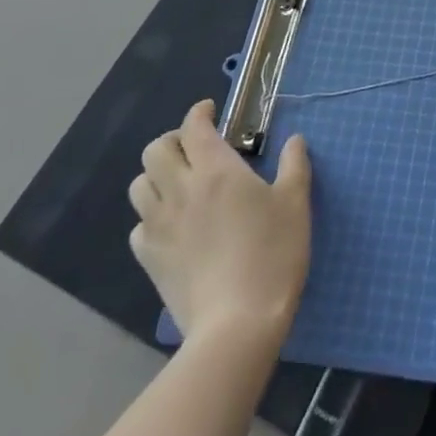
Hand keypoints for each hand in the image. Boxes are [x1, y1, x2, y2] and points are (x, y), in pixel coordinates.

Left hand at [128, 99, 311, 340]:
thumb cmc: (273, 254)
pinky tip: (174, 225)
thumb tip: (294, 140)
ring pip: (140, 185)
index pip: (194, 127)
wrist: (237, 324)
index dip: (199, 113)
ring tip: (181, 183)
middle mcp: (180, 191)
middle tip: (196, 147)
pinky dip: (152, 216)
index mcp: (216, 170)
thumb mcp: (296, 203)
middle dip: (174, 140)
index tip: (211, 110)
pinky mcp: (149, 259)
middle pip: (156, 150)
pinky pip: (139, 225)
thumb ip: (294, 165)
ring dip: (157, 176)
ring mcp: (159, 227)